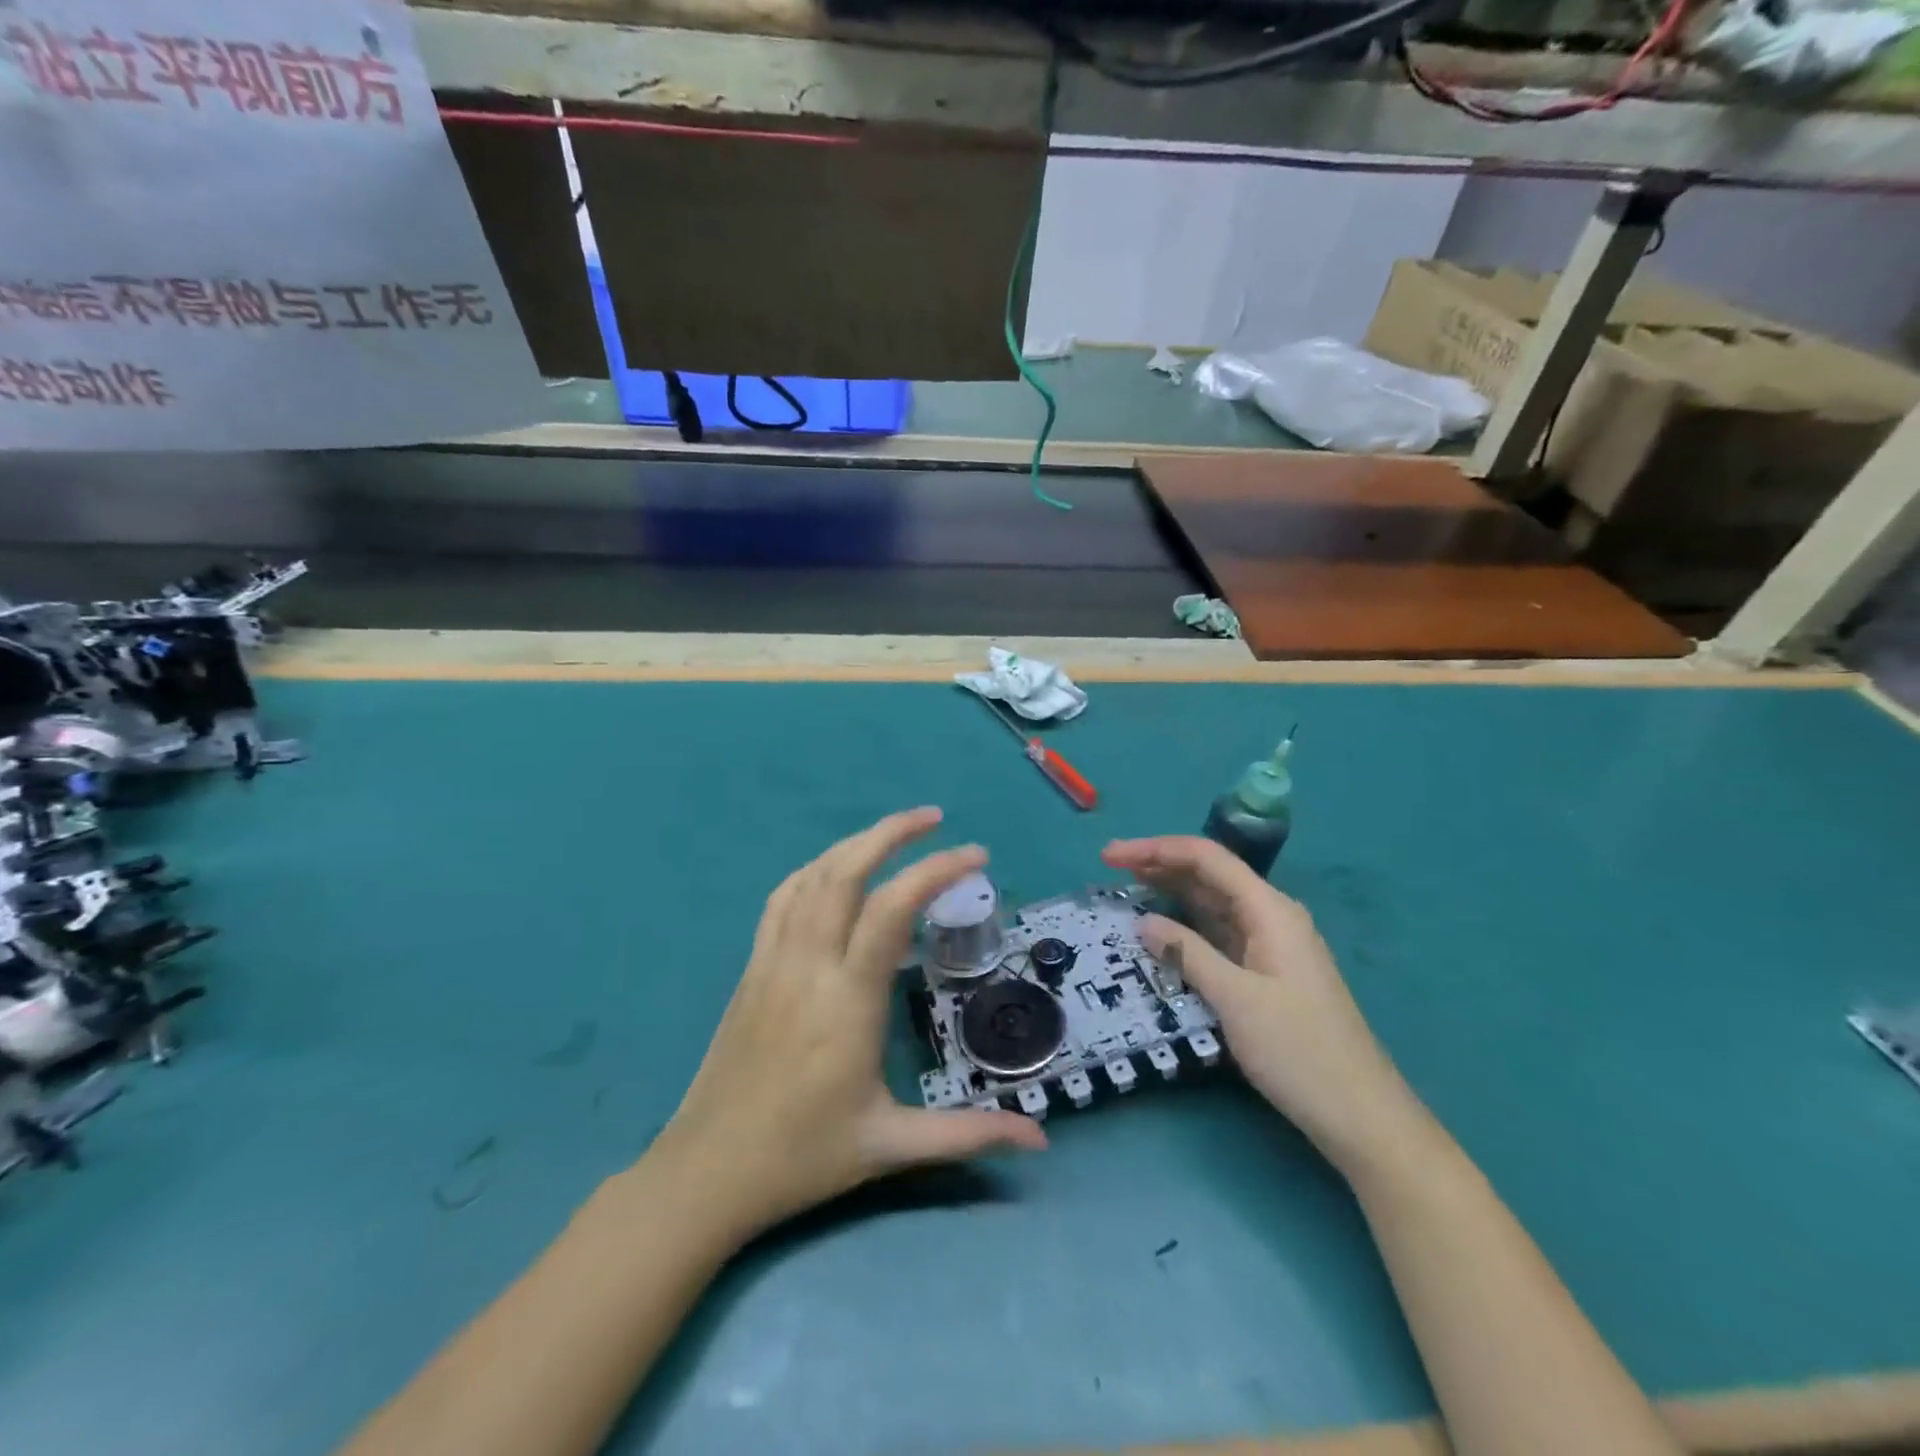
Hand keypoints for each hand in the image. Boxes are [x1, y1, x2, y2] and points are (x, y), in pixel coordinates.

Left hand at [654, 808, 1046, 1243]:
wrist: (707, 1171)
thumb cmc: (803, 1157)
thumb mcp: (891, 1145)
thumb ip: (969, 1134)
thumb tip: (1042, 1140)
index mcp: (848, 999)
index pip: (892, 908)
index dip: (936, 871)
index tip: (977, 856)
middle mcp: (809, 964)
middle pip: (845, 871)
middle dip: (892, 832)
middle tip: (935, 819)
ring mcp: (773, 960)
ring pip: (811, 877)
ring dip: (854, 844)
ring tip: (893, 834)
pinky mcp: (752, 968)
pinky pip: (781, 899)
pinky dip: (814, 870)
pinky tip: (833, 871)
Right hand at [1101, 835, 1420, 1171]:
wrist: (1360, 1114)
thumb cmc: (1299, 1051)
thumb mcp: (1235, 999)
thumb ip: (1187, 953)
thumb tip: (1143, 921)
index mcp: (1269, 910)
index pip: (1207, 858)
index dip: (1156, 849)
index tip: (1110, 855)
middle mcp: (1271, 916)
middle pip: (1209, 874)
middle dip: (1159, 865)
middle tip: (1109, 869)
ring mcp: (1270, 944)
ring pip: (1212, 903)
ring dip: (1171, 893)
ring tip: (1126, 891)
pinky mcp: (1265, 971)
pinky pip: (1219, 933)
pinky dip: (1186, 926)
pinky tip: (1161, 931)